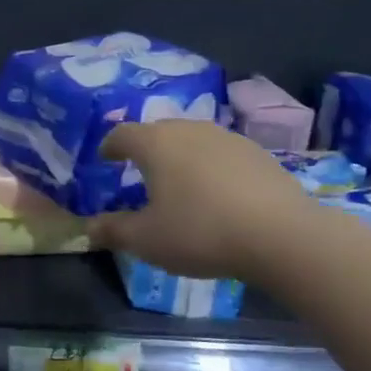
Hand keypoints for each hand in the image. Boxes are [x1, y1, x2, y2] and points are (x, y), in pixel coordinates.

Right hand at [87, 121, 310, 279]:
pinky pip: (222, 154)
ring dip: (181, 156)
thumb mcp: (146, 240)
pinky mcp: (259, 154)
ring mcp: (228, 138)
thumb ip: (113, 230)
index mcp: (156, 144)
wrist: (282, 235)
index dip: (110, 146)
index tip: (105, 158)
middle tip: (140, 171)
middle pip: (159, 131)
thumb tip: (89, 227)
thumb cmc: (200, 232)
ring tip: (180, 182)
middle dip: (146, 148)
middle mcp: (189, 130)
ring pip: (193, 140)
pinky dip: (211, 167)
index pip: (123, 134)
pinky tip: (218, 193)